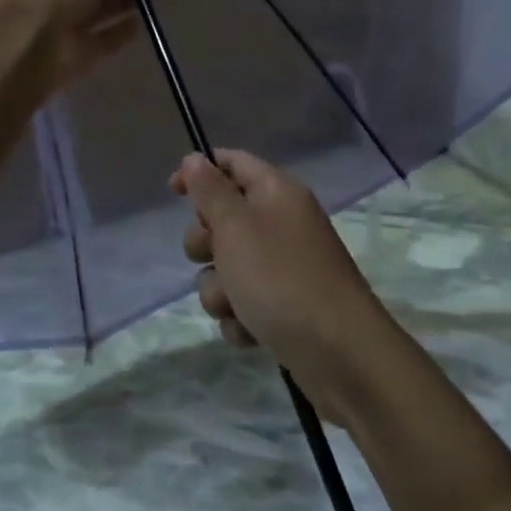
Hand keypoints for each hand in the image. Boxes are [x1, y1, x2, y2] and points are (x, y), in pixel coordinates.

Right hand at [170, 149, 400, 423]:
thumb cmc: (280, 278)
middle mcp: (282, 224)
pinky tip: (251, 331)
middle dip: (205, 242)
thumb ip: (210, 191)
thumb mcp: (236, 227)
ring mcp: (284, 268)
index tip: (172, 191)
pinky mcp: (284, 307)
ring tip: (236, 306)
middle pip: (224, 218)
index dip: (201, 170)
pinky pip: (243, 303)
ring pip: (227, 267)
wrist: (338, 353)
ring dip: (220, 290)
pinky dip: (240, 318)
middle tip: (211, 255)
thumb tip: (195, 158)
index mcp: (277, 193)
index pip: (234, 163)